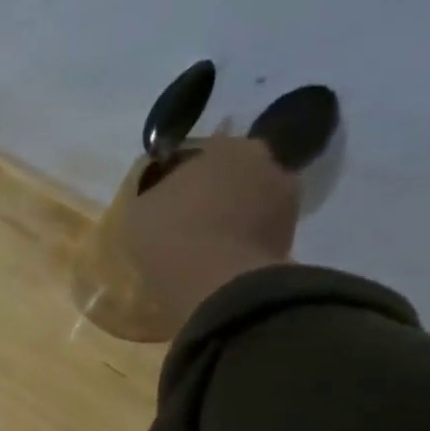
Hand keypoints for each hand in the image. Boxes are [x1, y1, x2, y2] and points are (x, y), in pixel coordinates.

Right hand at [120, 134, 300, 336]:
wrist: (218, 284)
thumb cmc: (170, 236)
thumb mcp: (137, 210)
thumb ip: (151, 192)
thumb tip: (160, 191)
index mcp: (223, 146)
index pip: (194, 152)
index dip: (174, 175)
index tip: (160, 198)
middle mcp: (263, 160)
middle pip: (230, 173)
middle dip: (211, 191)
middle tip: (185, 219)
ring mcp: (286, 198)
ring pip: (249, 201)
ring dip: (232, 215)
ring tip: (205, 244)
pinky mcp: (292, 234)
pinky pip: (259, 231)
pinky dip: (244, 240)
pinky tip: (221, 259)